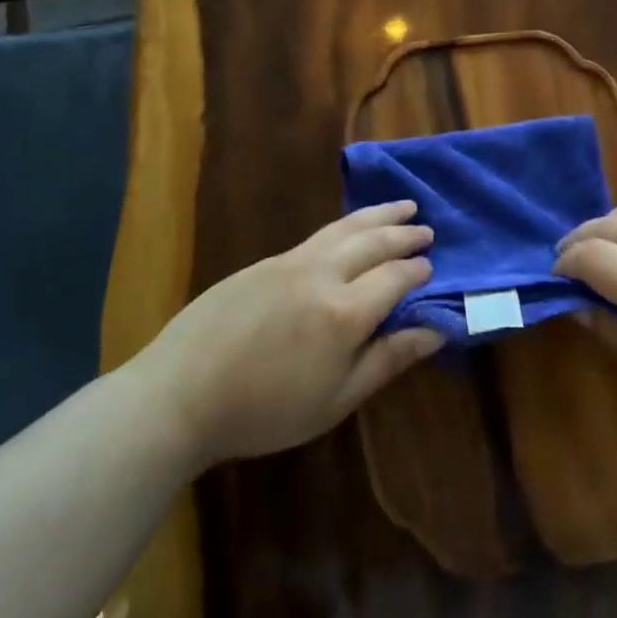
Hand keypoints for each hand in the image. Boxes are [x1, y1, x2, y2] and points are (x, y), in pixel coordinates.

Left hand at [141, 201, 442, 467]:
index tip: (432, 267)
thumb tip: (435, 330)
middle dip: (403, 233)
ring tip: (401, 207)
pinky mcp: (264, 261)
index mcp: (345, 312)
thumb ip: (387, 359)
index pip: (395, 277)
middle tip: (426, 228)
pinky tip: (349, 229)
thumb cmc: (264, 410)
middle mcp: (322, 273)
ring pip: (344, 228)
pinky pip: (317, 235)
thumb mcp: (335, 399)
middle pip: (373, 241)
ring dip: (377, 216)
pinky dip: (345, 225)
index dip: (417, 271)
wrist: (180, 393)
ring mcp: (289, 261)